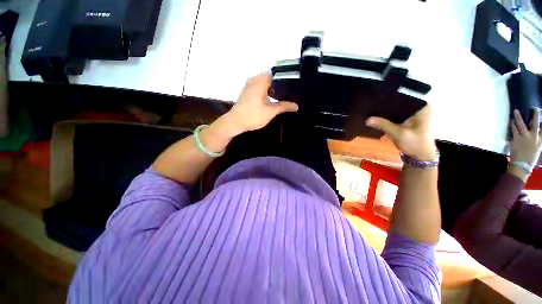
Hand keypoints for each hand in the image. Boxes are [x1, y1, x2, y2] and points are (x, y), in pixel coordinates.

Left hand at [226, 72, 297, 134]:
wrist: (235, 122)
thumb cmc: (253, 116)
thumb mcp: (270, 112)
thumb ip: (284, 107)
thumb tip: (296, 106)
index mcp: (260, 81)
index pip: (276, 72)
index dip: (286, 77)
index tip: (294, 83)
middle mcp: (254, 79)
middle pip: (271, 77)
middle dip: (281, 84)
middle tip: (291, 91)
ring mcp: (249, 85)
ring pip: (265, 83)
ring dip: (274, 89)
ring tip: (284, 96)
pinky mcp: (247, 91)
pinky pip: (260, 87)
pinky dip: (267, 91)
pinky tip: (273, 99)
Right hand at [366, 105, 436, 160]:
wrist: (421, 157)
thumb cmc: (415, 144)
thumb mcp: (398, 134)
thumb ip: (383, 125)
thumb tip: (367, 119)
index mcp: (422, 107)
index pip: (403, 97)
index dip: (389, 98)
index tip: (375, 99)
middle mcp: (418, 107)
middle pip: (399, 102)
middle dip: (385, 105)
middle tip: (371, 104)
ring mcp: (414, 114)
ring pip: (396, 109)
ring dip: (385, 111)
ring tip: (371, 108)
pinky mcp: (408, 120)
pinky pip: (396, 115)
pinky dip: (388, 116)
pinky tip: (377, 116)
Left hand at [510, 108, 541, 165]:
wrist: (522, 166)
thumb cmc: (529, 160)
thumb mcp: (536, 150)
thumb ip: (536, 143)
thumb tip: (535, 137)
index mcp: (540, 141)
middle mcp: (534, 138)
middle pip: (535, 124)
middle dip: (536, 115)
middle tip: (535, 108)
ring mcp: (525, 137)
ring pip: (522, 124)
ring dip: (518, 117)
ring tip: (516, 110)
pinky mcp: (517, 139)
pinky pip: (514, 129)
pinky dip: (512, 124)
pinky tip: (511, 120)